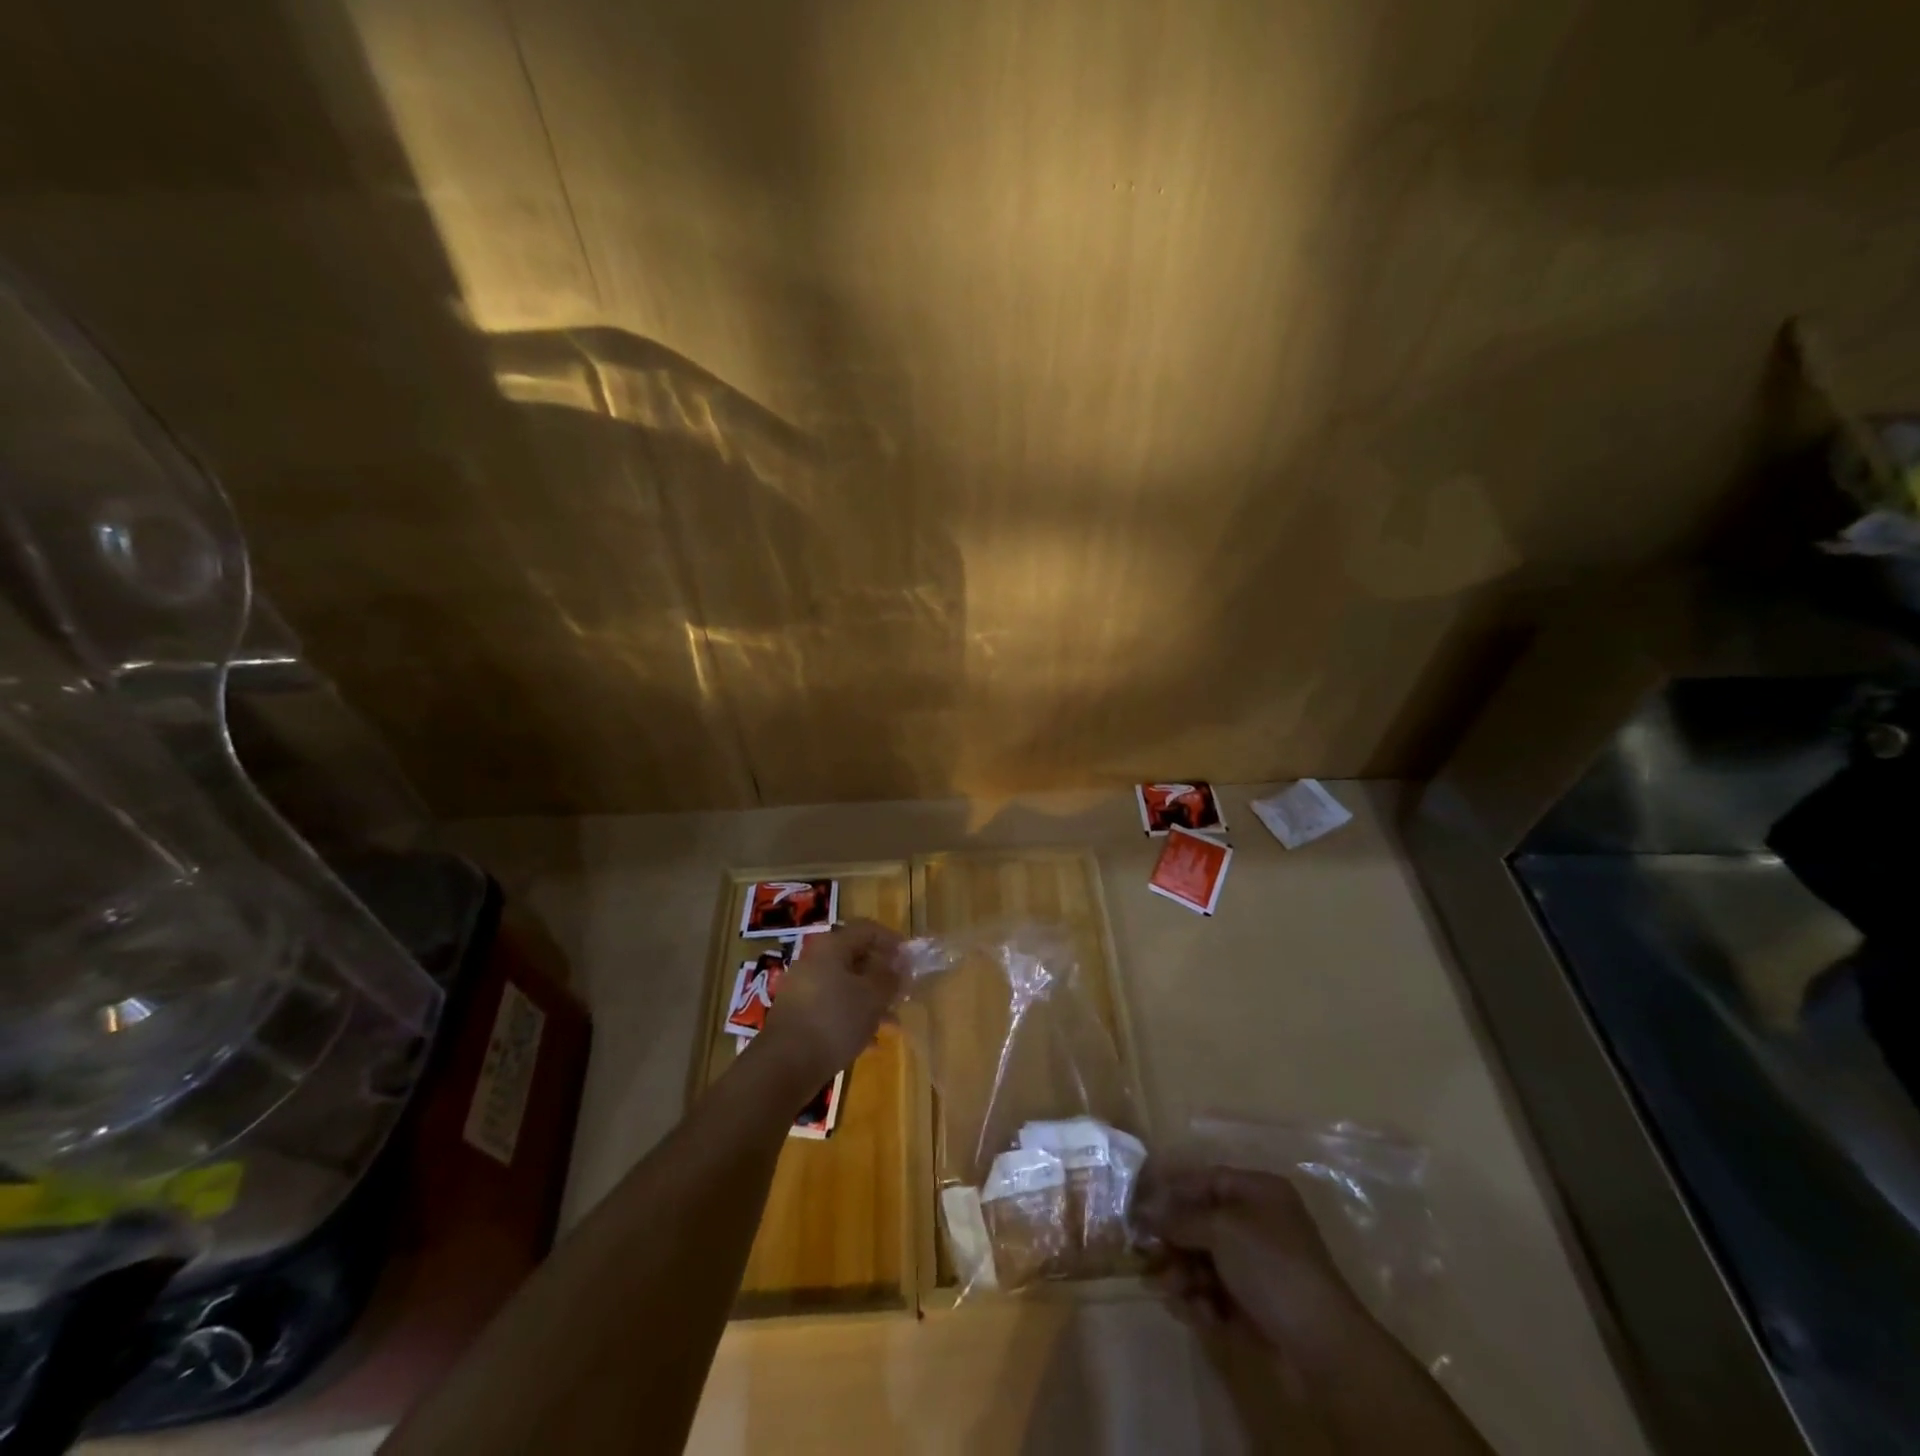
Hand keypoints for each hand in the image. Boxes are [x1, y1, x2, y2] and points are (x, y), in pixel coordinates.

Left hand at [756, 919, 903, 1091]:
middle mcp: (814, 962)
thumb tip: (899, 965)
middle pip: (856, 958)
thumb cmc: (835, 1020)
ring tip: (893, 1022)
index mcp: (831, 947)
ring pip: (846, 987)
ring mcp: (804, 990)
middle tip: (904, 992)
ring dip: (871, 1000)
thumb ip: (890, 977)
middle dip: (883, 975)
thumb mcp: (873, 996)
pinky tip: (871, 1042)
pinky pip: (833, 1009)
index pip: (867, 930)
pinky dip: (854, 1019)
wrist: (785, 1065)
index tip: (911, 959)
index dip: (892, 940)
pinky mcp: (799, 1017)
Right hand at [1134, 1158, 1367, 1361]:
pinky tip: (1196, 1312)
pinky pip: (1216, 1292)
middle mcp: (1258, 1224)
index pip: (1206, 1179)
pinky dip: (1201, 1300)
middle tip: (1146, 1254)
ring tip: (1170, 1289)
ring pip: (1205, 1260)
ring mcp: (1257, 1267)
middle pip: (1202, 1222)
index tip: (1138, 1203)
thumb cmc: (1271, 1267)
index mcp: (1259, 1193)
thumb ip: (1181, 1217)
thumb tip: (1147, 1211)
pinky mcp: (1255, 1306)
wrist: (1322, 1347)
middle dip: (1173, 1239)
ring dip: (1182, 1273)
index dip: (1172, 1189)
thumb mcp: (1221, 1230)